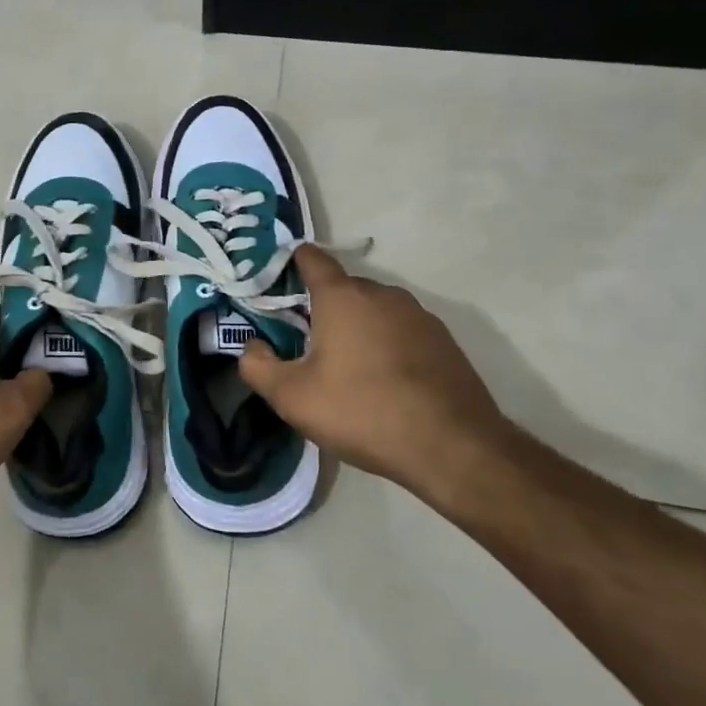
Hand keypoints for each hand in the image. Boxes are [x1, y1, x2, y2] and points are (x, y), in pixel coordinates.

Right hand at [238, 246, 512, 501]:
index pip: (312, 258)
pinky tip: (385, 382)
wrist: (453, 447)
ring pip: (375, 310)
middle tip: (307, 342)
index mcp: (343, 297)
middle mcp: (382, 294)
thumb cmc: (363, 411)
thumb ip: (258, 366)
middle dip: (322, 307)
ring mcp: (419, 316)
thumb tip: (252, 347)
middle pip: (343, 287)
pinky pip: (402, 331)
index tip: (278, 278)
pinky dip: (387, 345)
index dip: (292, 262)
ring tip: (347, 368)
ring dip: (357, 327)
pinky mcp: (444, 341)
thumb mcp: (293, 398)